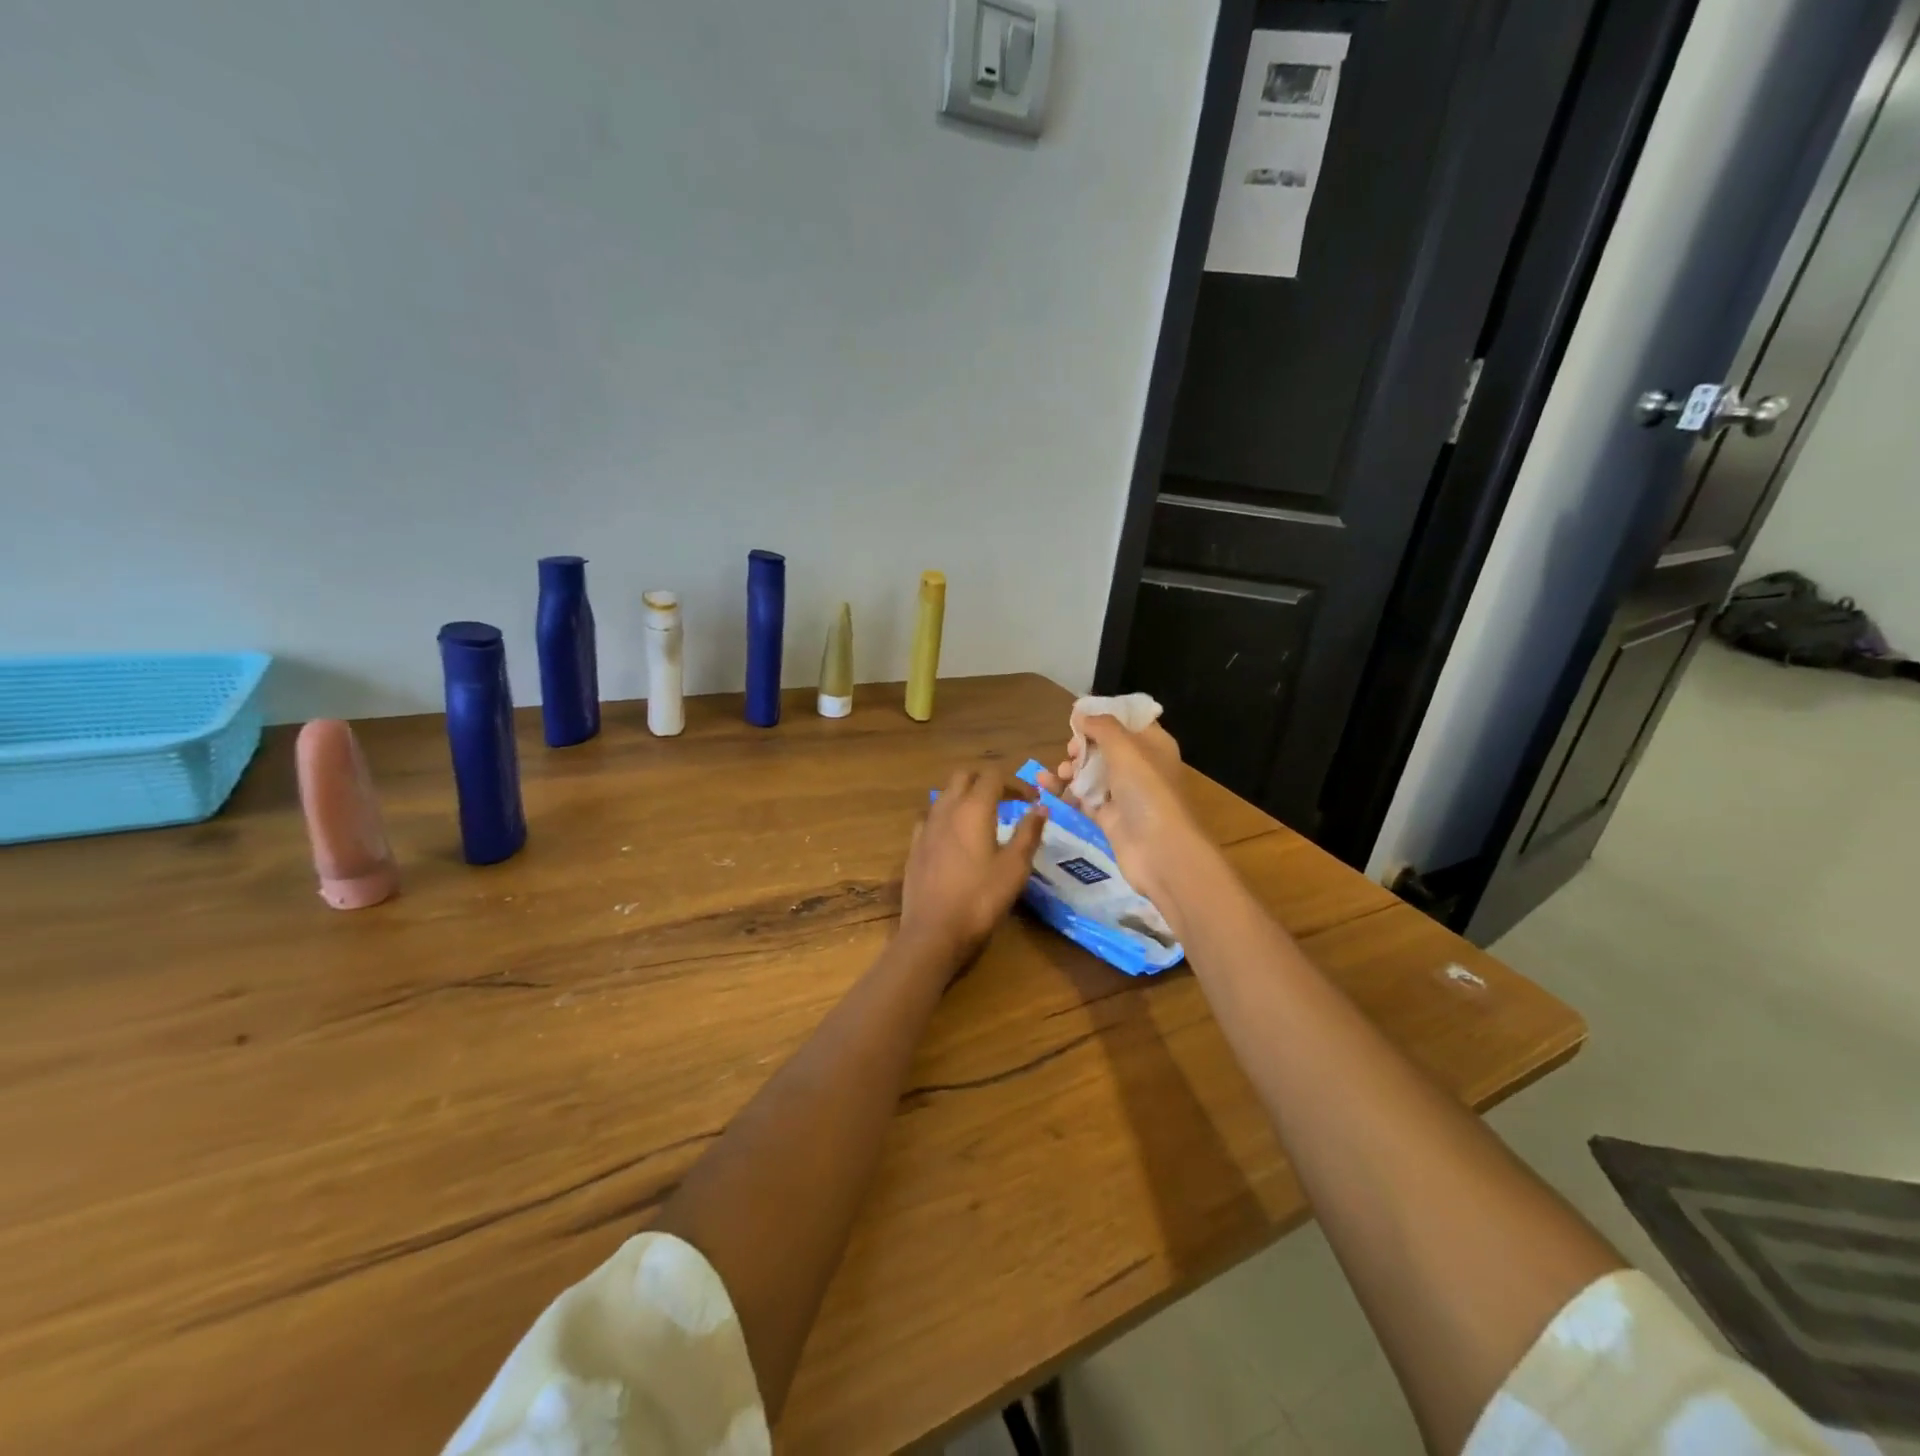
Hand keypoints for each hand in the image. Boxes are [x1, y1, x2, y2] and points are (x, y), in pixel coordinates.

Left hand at [898, 769, 1046, 976]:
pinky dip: (946, 817)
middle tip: (1007, 800)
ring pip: (944, 794)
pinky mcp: (914, 846)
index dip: (1015, 782)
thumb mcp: (1015, 867)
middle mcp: (946, 809)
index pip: (993, 775)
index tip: (1031, 799)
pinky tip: (954, 837)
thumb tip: (1040, 807)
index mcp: (973, 808)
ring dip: (965, 796)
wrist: (934, 931)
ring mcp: (925, 827)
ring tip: (983, 817)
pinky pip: (931, 818)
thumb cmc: (981, 898)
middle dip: (987, 781)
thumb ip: (1028, 833)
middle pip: (964, 776)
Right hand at [1039, 714, 1206, 908]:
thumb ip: (1101, 726)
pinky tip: (1045, 786)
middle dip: (1082, 745)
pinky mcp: (1109, 818)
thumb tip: (1081, 713)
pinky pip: (1083, 798)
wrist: (1160, 851)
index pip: (1128, 721)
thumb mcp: (1125, 748)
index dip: (1104, 716)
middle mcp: (1141, 766)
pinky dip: (1066, 791)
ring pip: (1091, 773)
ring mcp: (1124, 794)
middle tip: (1071, 751)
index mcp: (1153, 744)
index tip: (1078, 717)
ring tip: (1057, 774)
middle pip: (1105, 747)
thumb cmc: (1146, 790)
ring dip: (1071, 769)